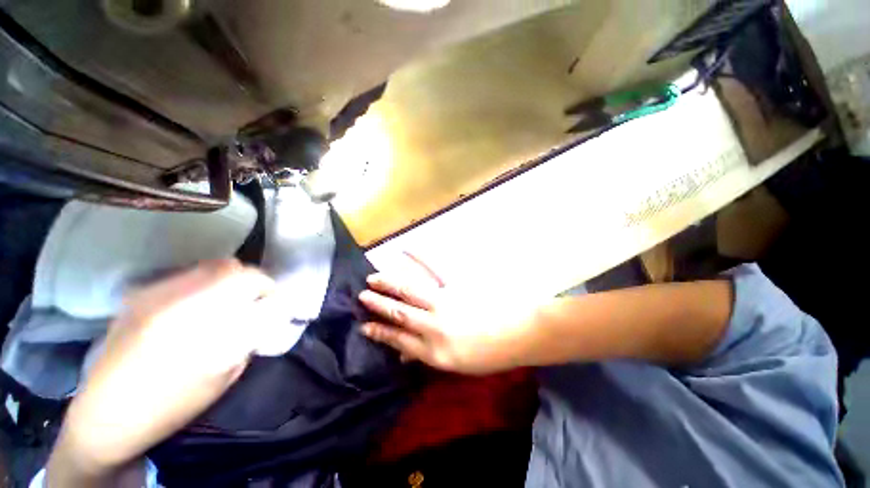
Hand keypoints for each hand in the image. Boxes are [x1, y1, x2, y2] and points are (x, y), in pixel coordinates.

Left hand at [49, 260, 281, 484]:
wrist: (106, 415)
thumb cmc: (170, 404)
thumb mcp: (222, 375)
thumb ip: (247, 335)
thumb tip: (265, 310)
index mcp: (193, 319)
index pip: (246, 280)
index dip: (266, 286)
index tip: (272, 300)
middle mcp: (170, 297)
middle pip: (226, 266)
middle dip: (247, 280)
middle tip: (252, 300)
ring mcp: (149, 292)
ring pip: (205, 267)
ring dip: (225, 281)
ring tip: (225, 304)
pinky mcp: (137, 295)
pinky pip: (184, 276)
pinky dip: (202, 284)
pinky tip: (197, 307)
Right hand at [358, 254, 538, 374]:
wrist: (517, 334)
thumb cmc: (488, 354)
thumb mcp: (454, 365)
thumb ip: (427, 355)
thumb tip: (403, 352)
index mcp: (434, 350)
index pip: (398, 339)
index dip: (379, 332)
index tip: (364, 325)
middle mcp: (433, 326)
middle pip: (399, 312)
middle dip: (378, 304)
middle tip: (362, 296)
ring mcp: (444, 302)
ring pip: (409, 292)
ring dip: (389, 285)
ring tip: (373, 279)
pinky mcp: (456, 285)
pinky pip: (434, 268)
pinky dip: (419, 257)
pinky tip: (406, 249)